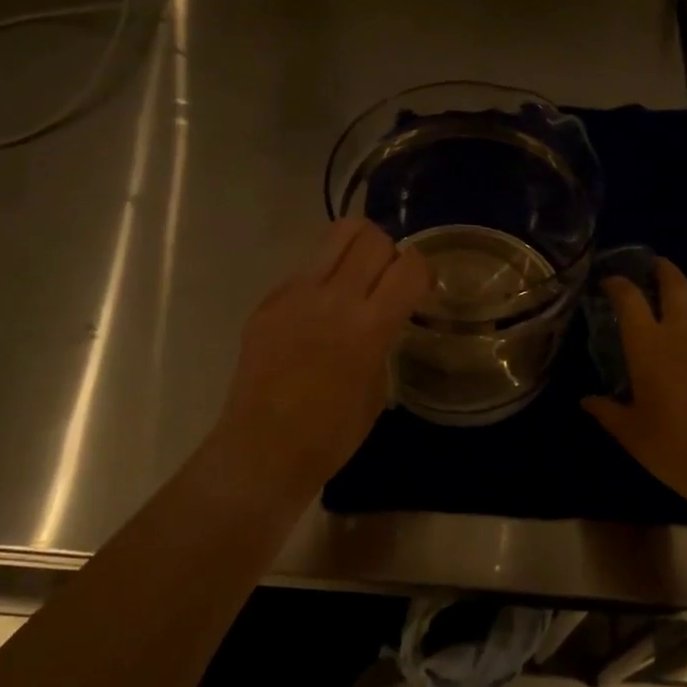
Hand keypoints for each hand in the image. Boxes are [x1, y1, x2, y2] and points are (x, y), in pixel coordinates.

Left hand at [213, 218, 429, 499]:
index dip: (423, 270)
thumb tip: (384, 316)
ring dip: (356, 250)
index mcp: (368, 326)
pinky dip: (322, 280)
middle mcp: (333, 298)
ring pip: (335, 235)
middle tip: (386, 281)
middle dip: (388, 252)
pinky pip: (305, 270)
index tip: (421, 287)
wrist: (263, 451)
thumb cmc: (331, 435)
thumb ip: (383, 339)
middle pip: (371, 236)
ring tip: (355, 280)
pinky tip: (316, 315)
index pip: (409, 266)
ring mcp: (295, 294)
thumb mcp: (377, 389)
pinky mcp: (269, 300)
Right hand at [582, 258, 686, 503]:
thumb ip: (608, 412)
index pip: (629, 299)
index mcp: (648, 345)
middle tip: (657, 266)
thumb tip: (587, 401)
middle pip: (675, 285)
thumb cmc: (675, 445)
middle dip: (664, 270)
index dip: (618, 284)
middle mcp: (683, 332)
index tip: (610, 281)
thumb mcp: (632, 433)